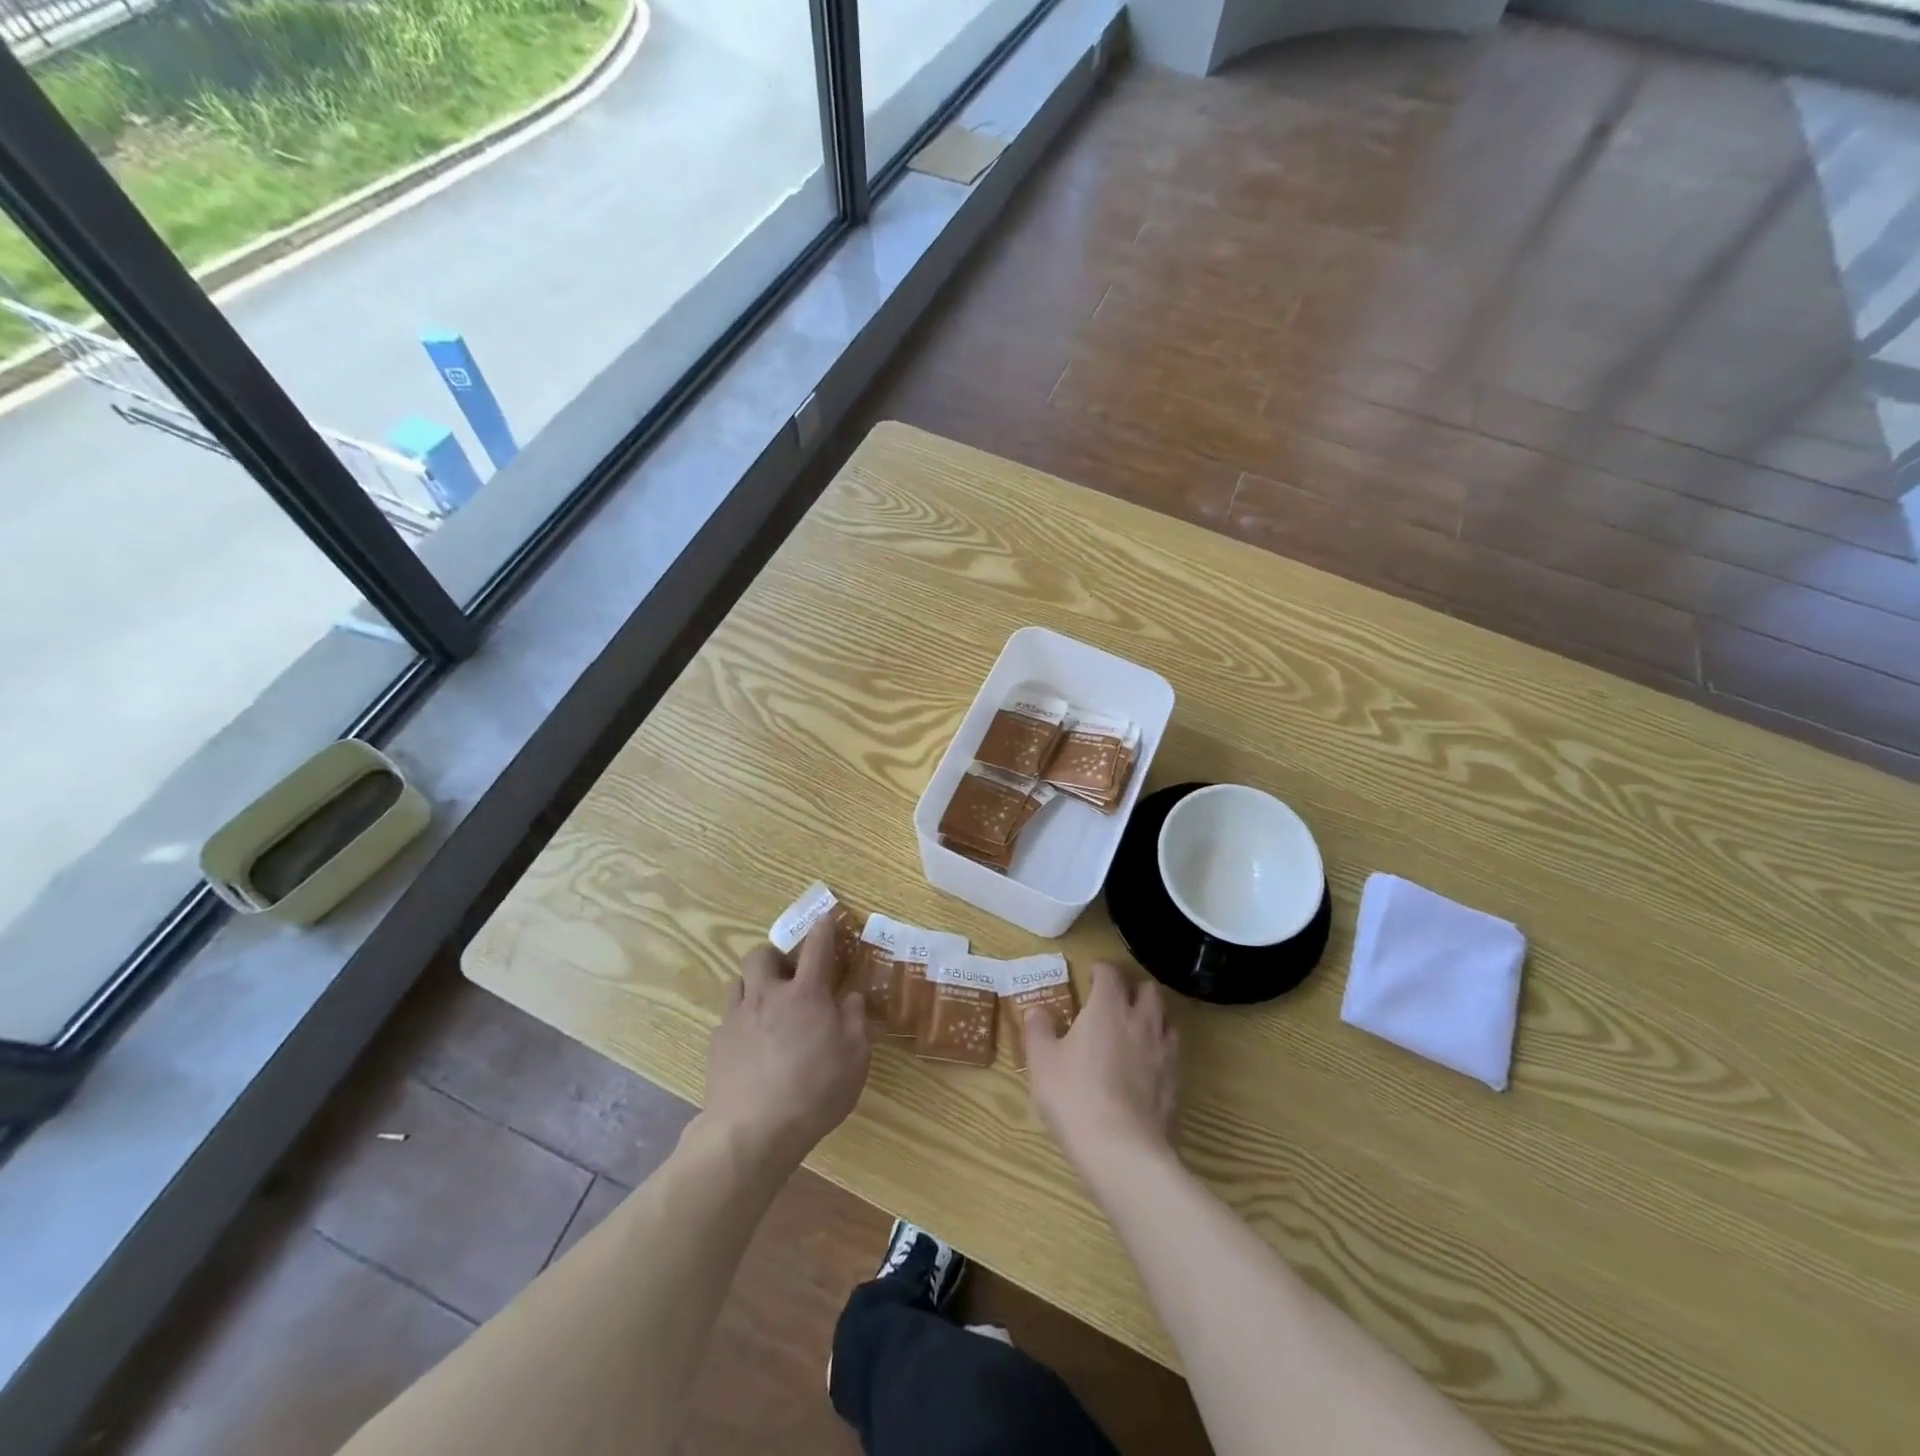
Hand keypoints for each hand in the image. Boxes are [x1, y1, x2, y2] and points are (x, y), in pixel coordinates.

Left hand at [704, 920, 870, 1164]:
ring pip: (737, 982)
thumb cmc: (815, 1091)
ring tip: (765, 1005)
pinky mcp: (717, 1044)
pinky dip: (740, 1021)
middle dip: (774, 955)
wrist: (752, 1131)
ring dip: (752, 985)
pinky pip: (728, 1018)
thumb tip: (851, 996)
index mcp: (805, 994)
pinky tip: (750, 1044)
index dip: (823, 929)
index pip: (817, 948)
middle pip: (761, 955)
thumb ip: (855, 1020)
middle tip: (787, 973)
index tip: (824, 918)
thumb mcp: (856, 1057)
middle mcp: (767, 996)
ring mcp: (737, 1018)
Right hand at [1024, 961, 1178, 1170]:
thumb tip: (1036, 1011)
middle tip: (1116, 999)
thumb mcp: (1042, 1062)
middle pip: (1148, 990)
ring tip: (1135, 1028)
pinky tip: (1147, 1065)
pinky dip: (1160, 1049)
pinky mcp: (1175, 1082)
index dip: (1100, 969)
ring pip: (1166, 1019)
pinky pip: (1172, 1053)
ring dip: (1152, 1016)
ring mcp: (1163, 1052)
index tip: (1091, 974)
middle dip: (1133, 988)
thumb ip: (1038, 1031)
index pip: (1110, 974)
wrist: (1122, 1150)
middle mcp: (1140, 1021)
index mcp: (1108, 1008)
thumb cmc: (1074, 1096)